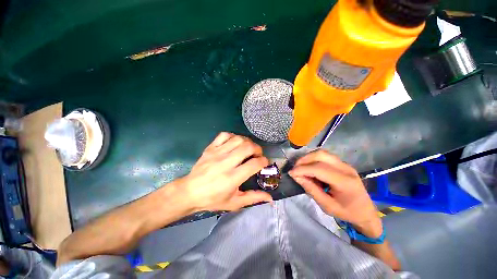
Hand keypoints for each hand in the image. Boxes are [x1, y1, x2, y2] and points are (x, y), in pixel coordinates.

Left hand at [177, 132, 272, 211]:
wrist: (189, 192)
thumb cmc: (213, 199)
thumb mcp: (234, 203)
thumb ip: (253, 198)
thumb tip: (270, 198)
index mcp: (232, 178)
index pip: (254, 164)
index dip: (264, 161)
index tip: (264, 163)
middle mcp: (225, 162)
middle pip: (248, 147)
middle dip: (258, 149)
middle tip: (257, 154)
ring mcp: (217, 153)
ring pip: (238, 139)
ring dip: (247, 142)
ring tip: (248, 148)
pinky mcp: (210, 148)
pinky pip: (224, 135)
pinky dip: (233, 136)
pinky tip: (234, 143)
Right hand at [289, 150, 381, 237]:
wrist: (365, 212)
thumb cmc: (346, 212)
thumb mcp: (327, 206)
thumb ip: (311, 189)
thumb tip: (296, 176)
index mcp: (344, 182)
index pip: (319, 169)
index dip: (302, 169)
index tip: (291, 173)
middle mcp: (346, 168)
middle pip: (321, 155)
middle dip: (304, 160)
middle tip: (295, 169)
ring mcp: (345, 164)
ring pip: (322, 153)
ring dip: (308, 158)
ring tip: (301, 167)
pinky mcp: (342, 163)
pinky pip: (325, 156)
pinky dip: (313, 159)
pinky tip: (310, 167)